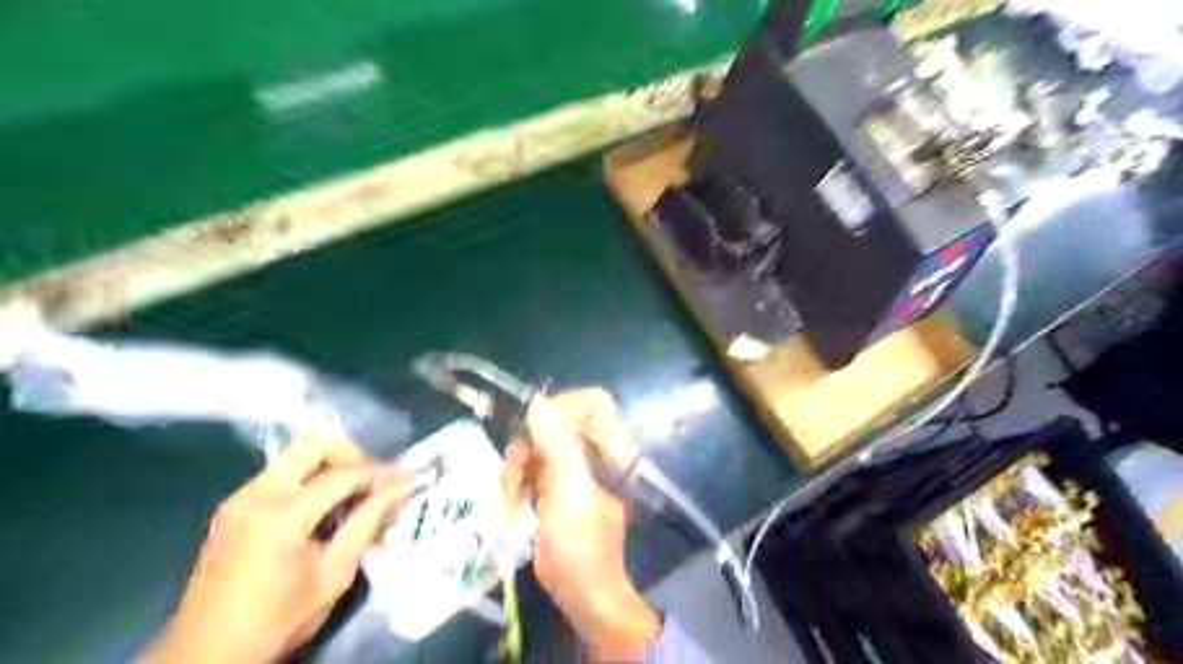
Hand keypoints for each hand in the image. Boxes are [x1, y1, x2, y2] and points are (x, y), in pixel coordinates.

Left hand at [141, 429, 411, 660]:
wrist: (205, 657)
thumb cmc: (277, 620)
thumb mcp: (333, 575)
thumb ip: (368, 522)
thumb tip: (402, 488)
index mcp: (281, 515)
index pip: (343, 474)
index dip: (381, 474)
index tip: (408, 478)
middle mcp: (256, 494)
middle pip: (314, 443)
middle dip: (352, 455)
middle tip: (372, 482)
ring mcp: (240, 497)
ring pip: (296, 453)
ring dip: (331, 465)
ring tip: (353, 496)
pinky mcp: (233, 506)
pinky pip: (281, 473)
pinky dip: (310, 478)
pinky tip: (323, 509)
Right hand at [500, 389, 660, 663]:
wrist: (583, 593)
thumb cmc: (581, 545)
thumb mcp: (568, 492)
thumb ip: (556, 444)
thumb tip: (539, 402)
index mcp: (611, 448)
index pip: (592, 402)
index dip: (562, 405)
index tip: (532, 428)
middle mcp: (596, 451)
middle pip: (558, 420)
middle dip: (529, 443)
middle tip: (513, 473)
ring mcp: (577, 466)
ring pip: (541, 442)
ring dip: (519, 464)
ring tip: (509, 494)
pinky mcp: (560, 482)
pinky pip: (534, 464)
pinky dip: (519, 478)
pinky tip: (512, 499)